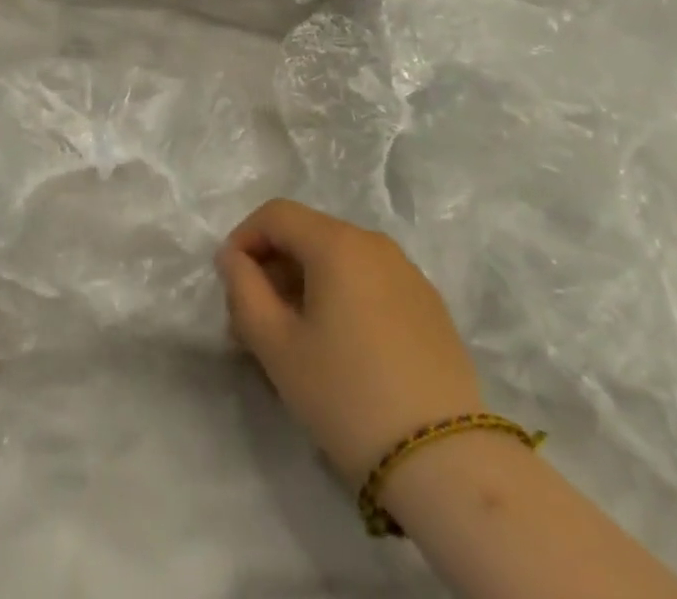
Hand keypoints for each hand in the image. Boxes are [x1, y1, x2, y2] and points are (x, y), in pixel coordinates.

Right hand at [216, 200, 482, 486]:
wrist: (446, 462)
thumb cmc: (347, 396)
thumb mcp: (277, 347)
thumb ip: (244, 290)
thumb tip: (234, 258)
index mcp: (337, 243)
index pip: (276, 214)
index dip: (244, 238)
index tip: (230, 283)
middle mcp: (374, 243)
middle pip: (309, 234)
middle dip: (274, 266)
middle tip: (255, 320)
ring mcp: (407, 272)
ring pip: (340, 259)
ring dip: (306, 283)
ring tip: (295, 338)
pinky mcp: (429, 304)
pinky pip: (370, 281)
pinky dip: (342, 296)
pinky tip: (342, 348)